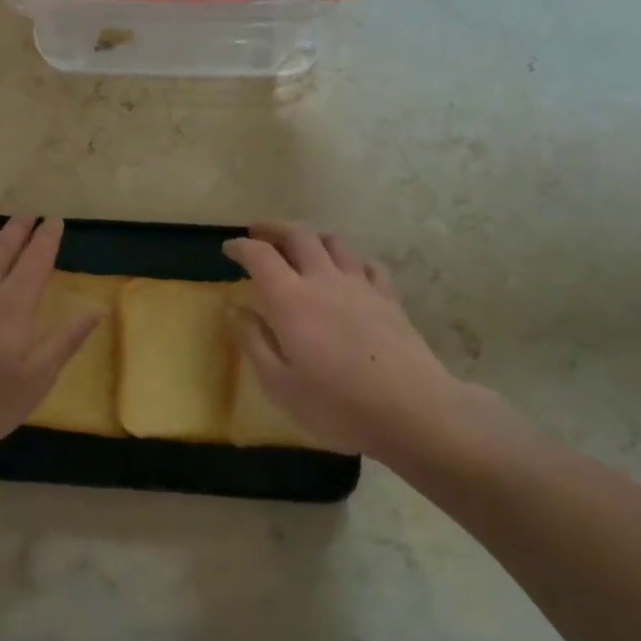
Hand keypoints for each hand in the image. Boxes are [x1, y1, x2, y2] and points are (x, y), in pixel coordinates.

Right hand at [221, 223, 521, 465]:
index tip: (228, 248)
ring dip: (311, 236)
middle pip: (298, 236)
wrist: (412, 411)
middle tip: (258, 232)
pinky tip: (348, 269)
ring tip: (300, 245)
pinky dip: (350, 258)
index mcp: (290, 299)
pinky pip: (367, 264)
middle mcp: (324, 280)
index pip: (260, 256)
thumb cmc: (336, 405)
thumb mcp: (279, 384)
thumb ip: (254, 342)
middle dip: (274, 229)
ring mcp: (361, 286)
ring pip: (334, 242)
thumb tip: (235, 310)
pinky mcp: (389, 298)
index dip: (241, 247)